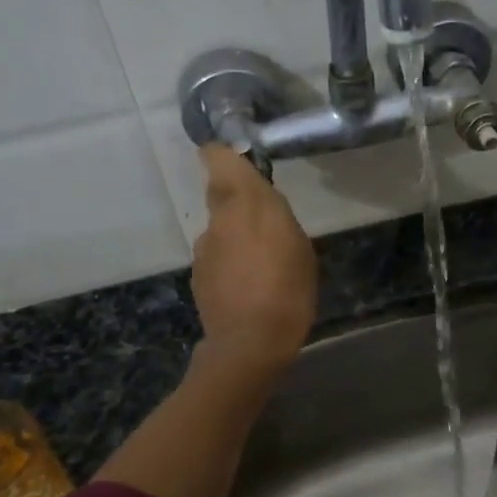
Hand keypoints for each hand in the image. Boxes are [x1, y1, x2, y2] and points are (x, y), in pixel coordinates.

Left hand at [191, 144, 316, 372]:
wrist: (249, 343)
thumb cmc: (286, 290)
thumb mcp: (299, 247)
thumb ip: (277, 217)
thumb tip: (263, 208)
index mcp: (245, 203)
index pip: (219, 157)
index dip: (225, 153)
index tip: (241, 159)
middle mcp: (217, 220)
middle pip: (221, 194)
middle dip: (239, 201)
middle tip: (267, 222)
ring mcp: (203, 249)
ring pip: (220, 229)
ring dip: (237, 237)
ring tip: (263, 264)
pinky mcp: (198, 276)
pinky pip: (217, 258)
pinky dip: (231, 264)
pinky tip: (249, 287)